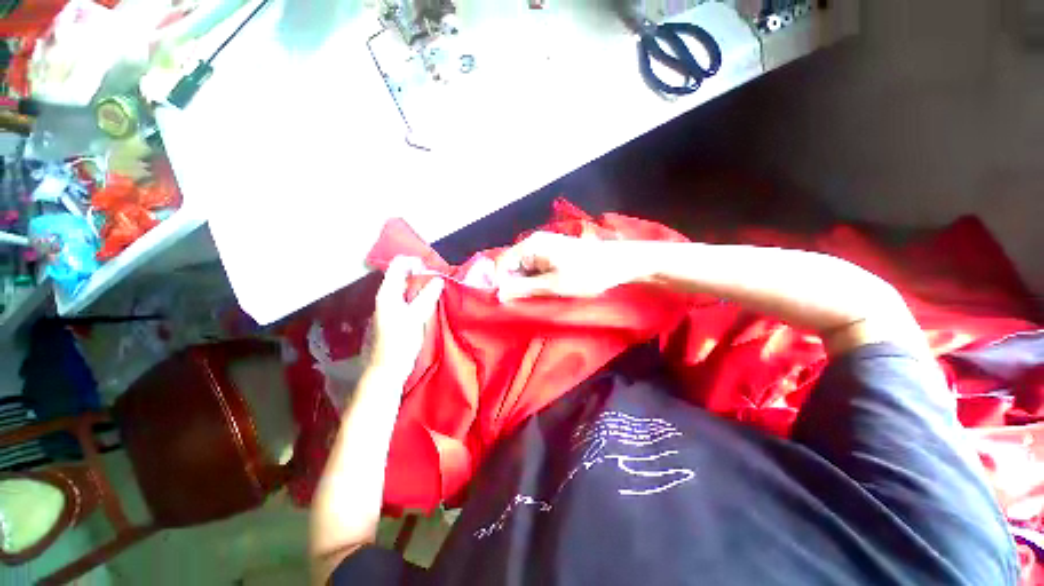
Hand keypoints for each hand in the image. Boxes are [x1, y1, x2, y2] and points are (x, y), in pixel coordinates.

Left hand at [366, 256, 444, 377]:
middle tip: (439, 277)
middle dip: (420, 273)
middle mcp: (386, 296)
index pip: (398, 265)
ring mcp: (390, 306)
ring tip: (437, 286)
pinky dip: (419, 295)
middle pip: (402, 275)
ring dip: (421, 284)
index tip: (432, 267)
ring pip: (407, 287)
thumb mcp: (415, 318)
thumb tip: (438, 279)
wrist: (387, 369)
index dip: (414, 261)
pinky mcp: (396, 315)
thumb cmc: (399, 342)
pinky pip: (409, 298)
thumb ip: (426, 297)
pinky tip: (430, 301)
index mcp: (387, 293)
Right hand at [495, 232, 641, 301]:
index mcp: (531, 245)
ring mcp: (544, 247)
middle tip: (525, 303)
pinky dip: (537, 280)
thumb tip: (499, 294)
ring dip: (526, 284)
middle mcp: (534, 243)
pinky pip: (536, 268)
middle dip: (514, 284)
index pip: (502, 263)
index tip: (506, 302)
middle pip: (512, 265)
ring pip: (524, 268)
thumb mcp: (553, 285)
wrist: (618, 263)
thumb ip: (524, 289)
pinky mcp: (553, 253)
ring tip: (539, 296)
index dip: (500, 283)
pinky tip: (546, 290)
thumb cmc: (586, 273)